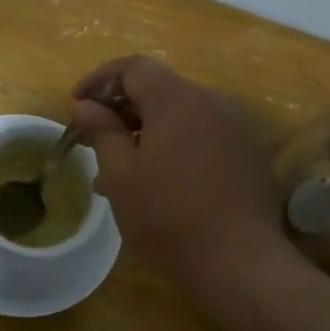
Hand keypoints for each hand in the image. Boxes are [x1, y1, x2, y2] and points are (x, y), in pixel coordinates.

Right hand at [70, 56, 292, 297]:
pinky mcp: (251, 152)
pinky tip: (165, 179)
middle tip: (96, 138)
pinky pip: (206, 133)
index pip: (134, 67)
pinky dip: (179, 143)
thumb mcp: (121, 176)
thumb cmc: (168, 218)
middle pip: (161, 88)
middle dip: (124, 107)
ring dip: (151, 128)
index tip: (78, 105)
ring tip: (126, 167)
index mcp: (177, 100)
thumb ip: (102, 131)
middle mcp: (212, 101)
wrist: (239, 262)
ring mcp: (237, 126)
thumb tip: (84, 104)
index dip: (101, 80)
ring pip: (184, 113)